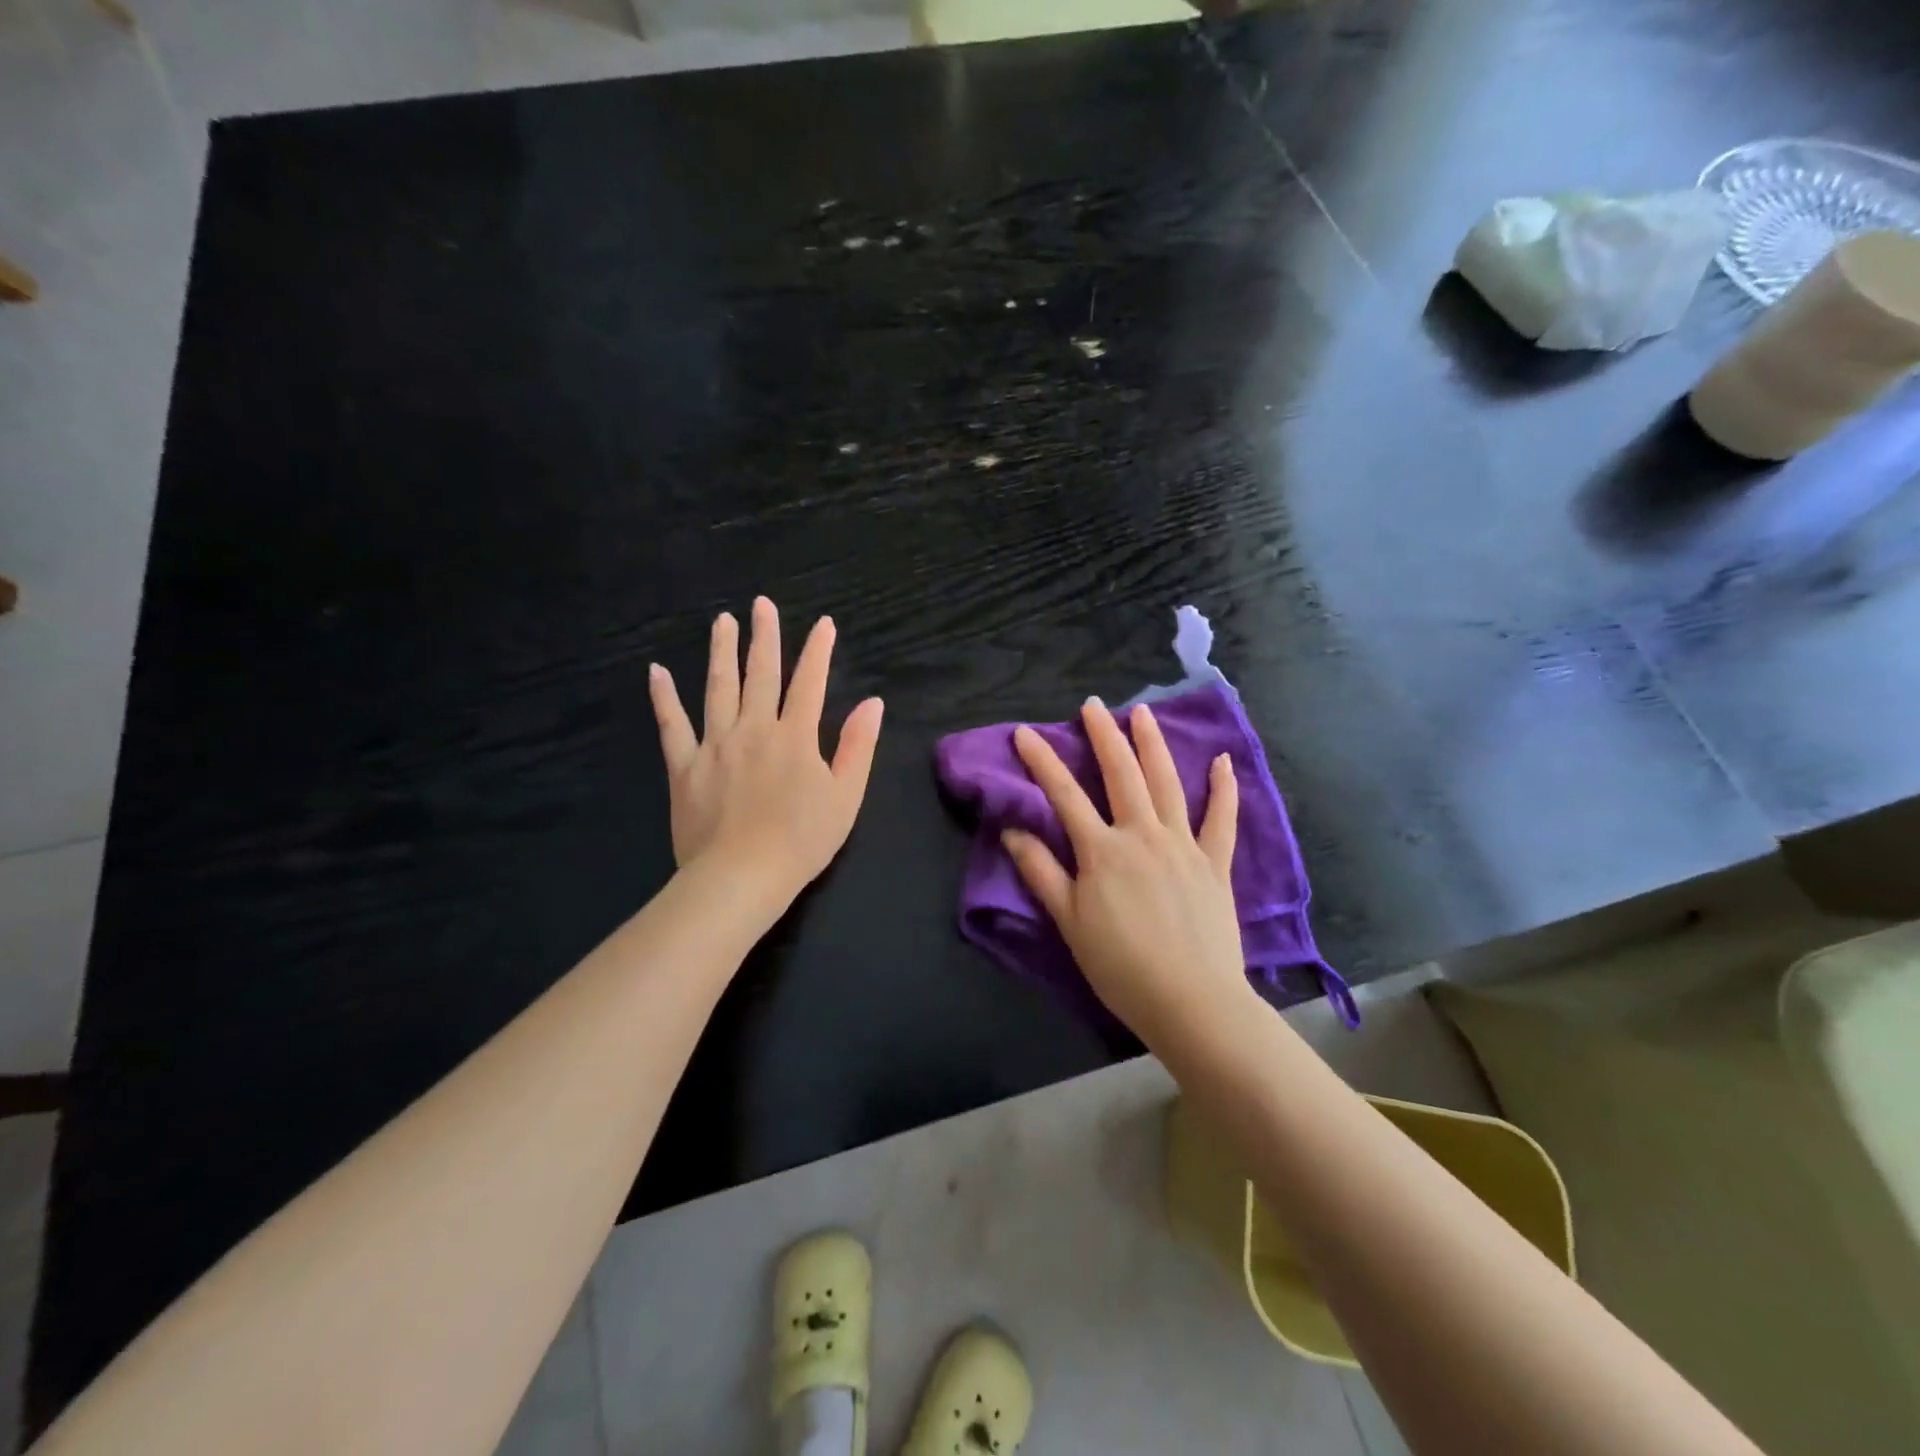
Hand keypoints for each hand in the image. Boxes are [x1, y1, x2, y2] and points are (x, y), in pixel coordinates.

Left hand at [648, 597, 883, 911]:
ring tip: (722, 621)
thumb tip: (873, 703)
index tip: (824, 623)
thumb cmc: (802, 841)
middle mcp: (754, 729)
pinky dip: (664, 698)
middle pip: (761, 674)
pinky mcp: (684, 767)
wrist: (742, 877)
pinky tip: (657, 672)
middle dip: (764, 637)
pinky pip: (672, 726)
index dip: (818, 651)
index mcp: (796, 737)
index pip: (810, 682)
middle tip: (762, 604)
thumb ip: (859, 746)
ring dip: (721, 652)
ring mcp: (715, 745)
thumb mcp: (846, 796)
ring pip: (718, 688)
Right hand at [1002, 699, 1250, 1048]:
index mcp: (1102, 850)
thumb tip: (1012, 831)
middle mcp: (1142, 835)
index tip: (1025, 732)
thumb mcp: (1069, 921)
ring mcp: (1183, 845)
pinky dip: (1222, 788)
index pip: (1064, 794)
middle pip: (1121, 774)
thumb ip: (1041, 872)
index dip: (1042, 761)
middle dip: (1104, 735)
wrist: (1190, 1000)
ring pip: (1167, 783)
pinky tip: (1222, 761)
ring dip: (1153, 745)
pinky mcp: (1214, 863)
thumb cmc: (1120, 965)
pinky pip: (1221, 819)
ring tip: (1142, 713)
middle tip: (1093, 705)